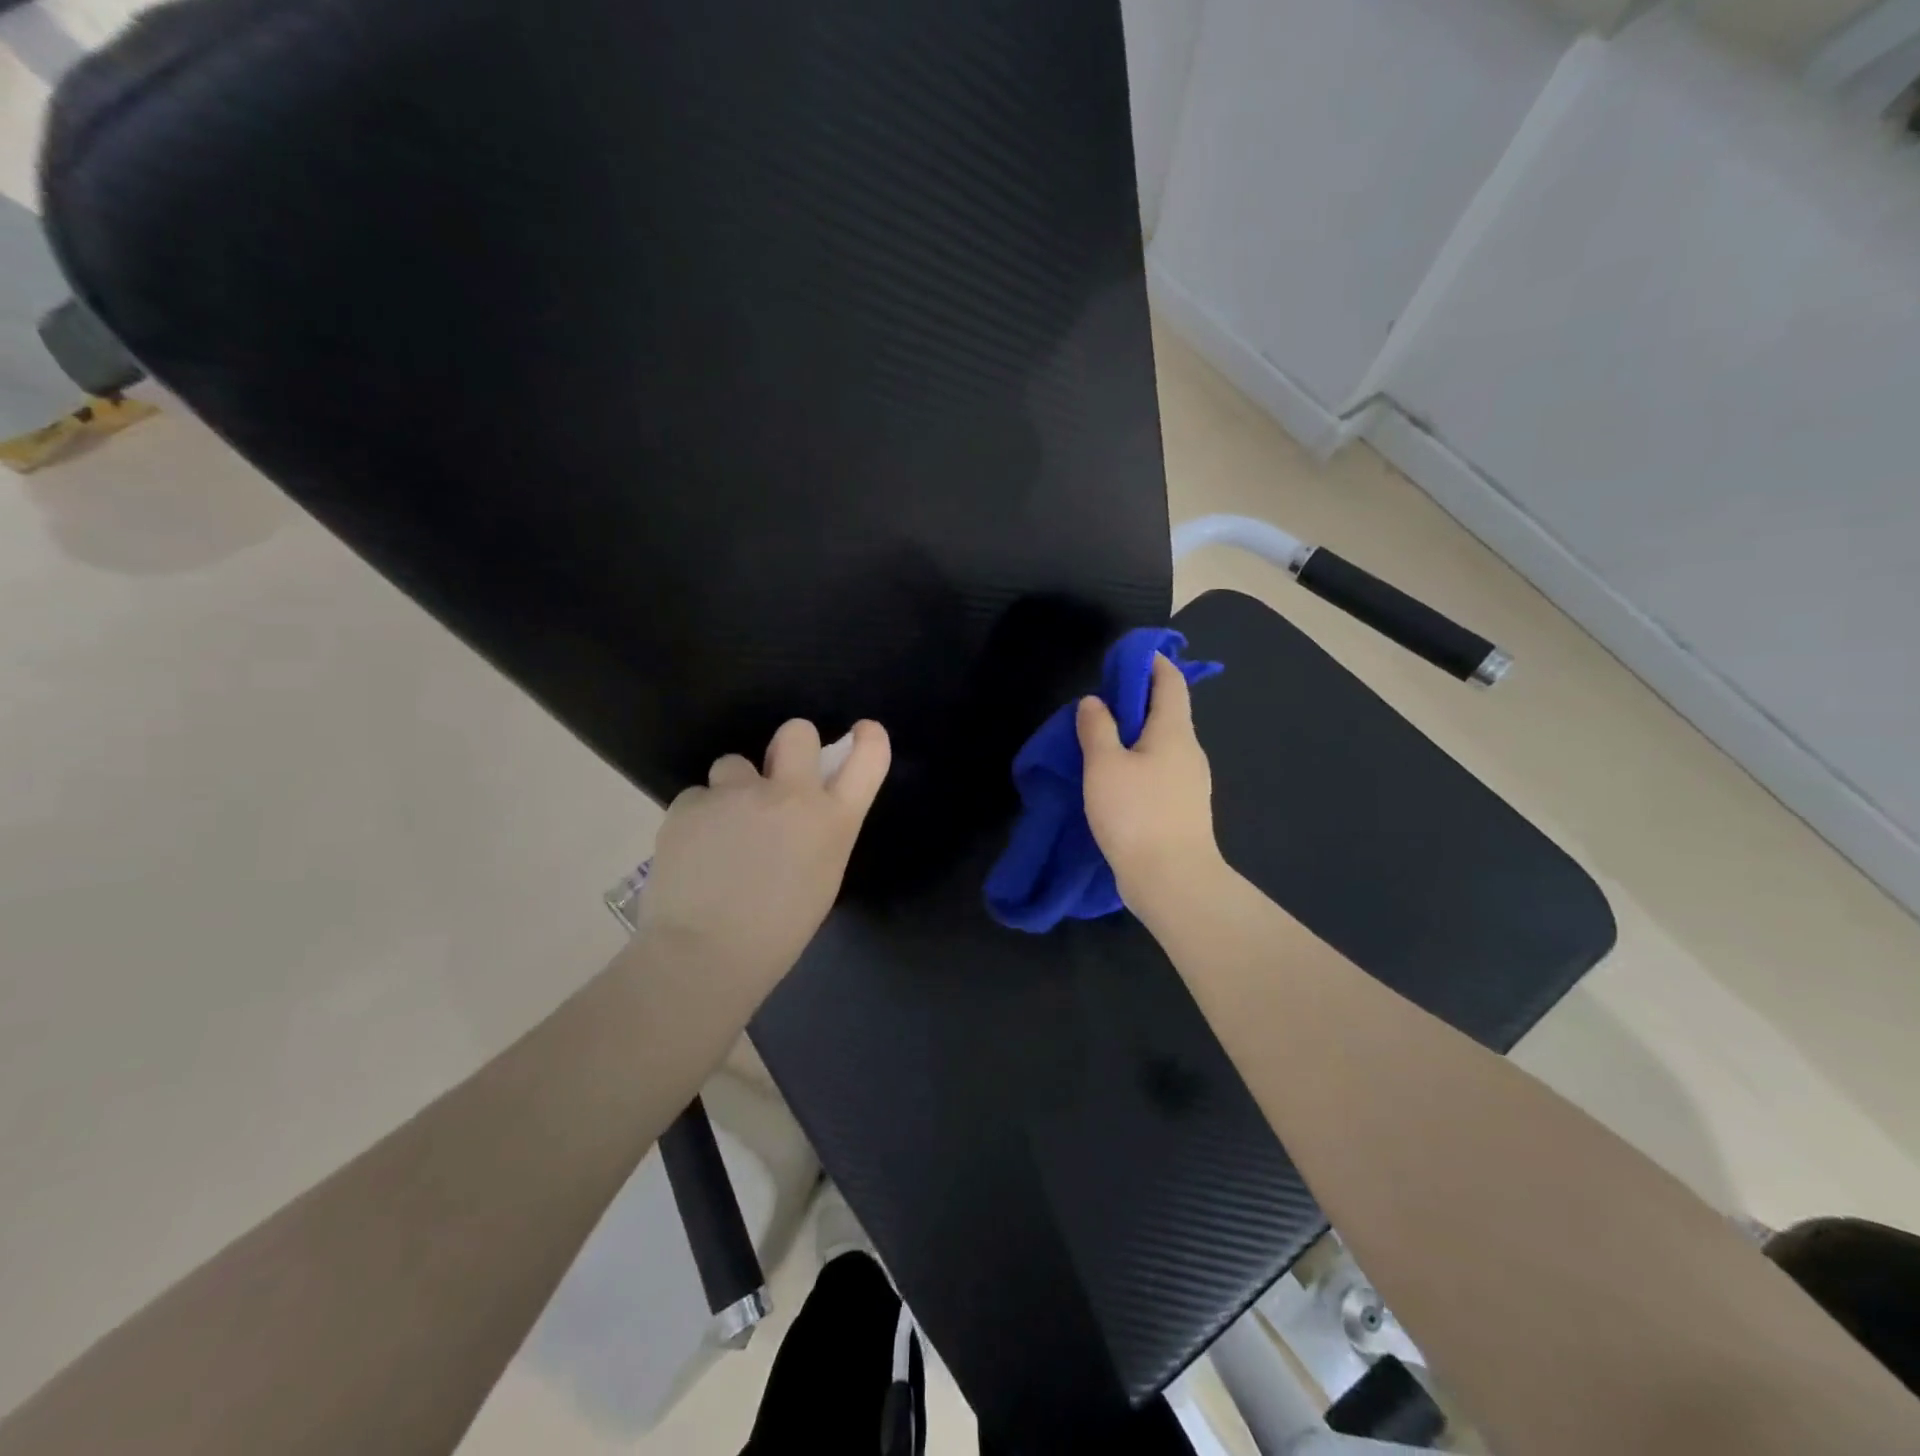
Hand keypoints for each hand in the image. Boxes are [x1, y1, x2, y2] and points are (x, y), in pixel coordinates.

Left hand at [638, 718, 890, 994]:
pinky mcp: (691, 802)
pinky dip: (698, 819)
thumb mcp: (821, 878)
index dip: (868, 740)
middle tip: (775, 779)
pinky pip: (698, 797)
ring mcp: (738, 793)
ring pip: (734, 764)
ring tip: (720, 833)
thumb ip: (819, 833)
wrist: (704, 954)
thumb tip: (801, 813)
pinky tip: (692, 853)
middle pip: (797, 732)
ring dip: (732, 789)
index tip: (862, 733)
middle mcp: (791, 794)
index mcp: (832, 820)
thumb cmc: (777, 933)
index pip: (867, 759)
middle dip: (790, 746)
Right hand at [1077, 654, 1227, 925]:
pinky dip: (1139, 763)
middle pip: (1167, 712)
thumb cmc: (1137, 814)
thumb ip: (1097, 728)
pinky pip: (1160, 771)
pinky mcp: (1183, 809)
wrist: (1173, 881)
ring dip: (1135, 736)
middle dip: (1137, 701)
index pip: (1171, 681)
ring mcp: (1191, 782)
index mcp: (1174, 731)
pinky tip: (1116, 779)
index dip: (1151, 663)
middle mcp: (1190, 751)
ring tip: (1100, 741)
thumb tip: (1094, 701)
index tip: (1126, 658)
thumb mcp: (1104, 766)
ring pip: (1162, 745)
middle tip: (1100, 703)